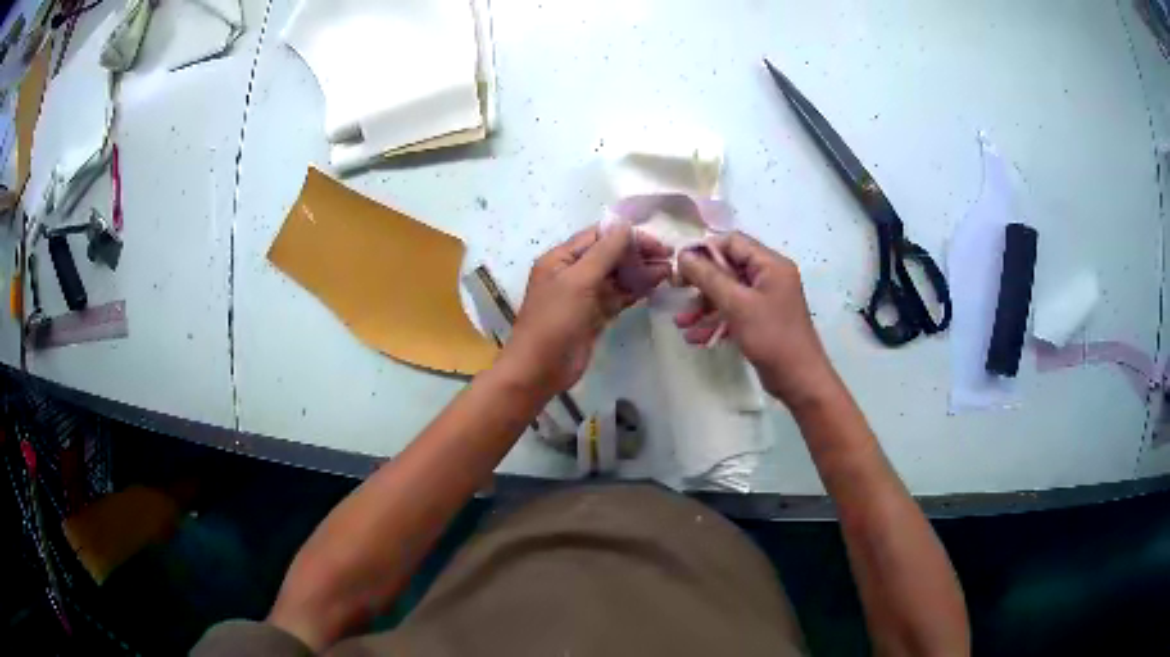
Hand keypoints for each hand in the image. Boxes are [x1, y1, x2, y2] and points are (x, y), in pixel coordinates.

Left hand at [500, 221, 670, 395]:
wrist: (539, 369)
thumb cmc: (554, 321)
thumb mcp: (578, 281)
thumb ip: (604, 252)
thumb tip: (626, 226)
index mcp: (561, 258)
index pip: (598, 236)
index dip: (627, 236)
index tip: (656, 243)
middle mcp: (571, 273)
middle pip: (609, 255)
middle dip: (637, 254)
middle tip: (669, 259)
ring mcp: (583, 296)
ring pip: (615, 277)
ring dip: (639, 272)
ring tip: (668, 273)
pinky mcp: (593, 316)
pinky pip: (616, 297)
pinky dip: (634, 291)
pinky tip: (654, 287)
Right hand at [675, 232, 837, 409]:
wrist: (799, 380)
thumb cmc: (772, 337)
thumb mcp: (737, 304)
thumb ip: (709, 277)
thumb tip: (683, 255)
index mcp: (770, 264)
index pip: (732, 242)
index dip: (704, 249)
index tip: (680, 265)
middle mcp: (769, 276)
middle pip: (728, 266)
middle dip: (701, 280)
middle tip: (677, 290)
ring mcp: (766, 299)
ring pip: (728, 291)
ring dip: (704, 305)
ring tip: (681, 322)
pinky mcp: (761, 320)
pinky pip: (734, 311)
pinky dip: (715, 320)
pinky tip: (695, 336)